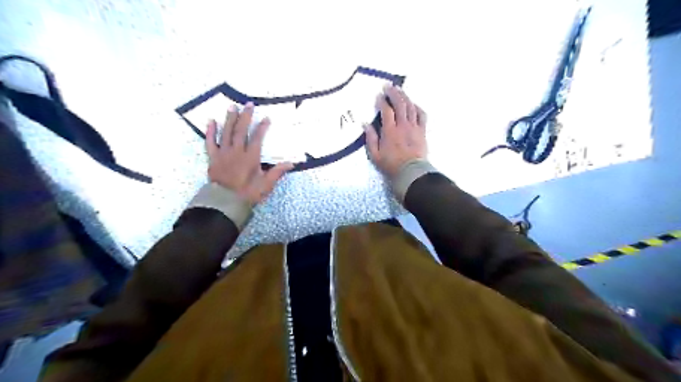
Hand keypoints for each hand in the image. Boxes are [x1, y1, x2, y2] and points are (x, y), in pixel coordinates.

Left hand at [206, 102, 293, 202]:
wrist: (225, 202)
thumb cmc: (247, 193)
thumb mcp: (266, 184)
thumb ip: (277, 172)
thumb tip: (291, 163)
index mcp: (250, 157)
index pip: (257, 138)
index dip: (262, 127)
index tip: (266, 118)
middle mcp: (237, 151)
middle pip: (241, 130)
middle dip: (246, 116)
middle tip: (248, 104)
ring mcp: (223, 153)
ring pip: (226, 132)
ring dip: (229, 119)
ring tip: (232, 107)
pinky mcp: (213, 157)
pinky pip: (210, 142)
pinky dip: (210, 131)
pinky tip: (211, 121)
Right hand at [367, 84, 424, 177]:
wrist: (411, 172)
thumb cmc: (391, 164)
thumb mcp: (375, 155)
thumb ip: (370, 138)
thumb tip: (365, 124)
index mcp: (390, 131)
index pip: (386, 110)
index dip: (382, 101)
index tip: (378, 96)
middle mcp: (403, 125)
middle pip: (399, 104)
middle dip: (393, 93)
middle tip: (388, 86)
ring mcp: (414, 127)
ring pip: (411, 107)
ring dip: (405, 96)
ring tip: (399, 90)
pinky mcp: (422, 131)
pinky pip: (422, 115)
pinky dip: (417, 107)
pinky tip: (413, 104)